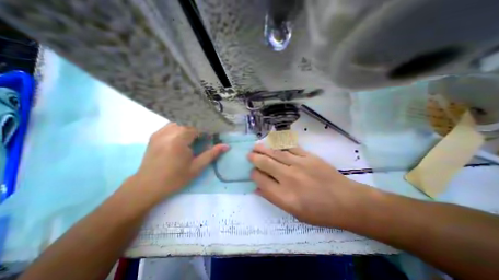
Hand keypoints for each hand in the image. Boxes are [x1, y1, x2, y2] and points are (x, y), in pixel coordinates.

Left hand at [128, 123, 228, 203]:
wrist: (146, 187)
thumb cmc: (174, 179)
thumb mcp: (196, 168)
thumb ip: (212, 154)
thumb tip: (226, 146)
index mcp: (179, 139)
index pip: (197, 125)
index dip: (207, 129)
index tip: (212, 136)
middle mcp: (168, 132)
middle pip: (188, 121)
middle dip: (199, 127)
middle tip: (205, 137)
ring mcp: (159, 132)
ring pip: (180, 121)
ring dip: (190, 127)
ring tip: (195, 137)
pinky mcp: (155, 135)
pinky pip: (172, 125)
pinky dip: (181, 128)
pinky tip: (184, 138)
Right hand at [248, 143, 367, 228]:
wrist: (346, 201)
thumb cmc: (319, 212)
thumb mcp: (294, 213)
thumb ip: (273, 199)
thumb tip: (257, 189)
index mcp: (284, 196)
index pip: (261, 180)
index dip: (254, 174)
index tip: (252, 172)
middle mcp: (289, 178)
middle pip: (266, 163)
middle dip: (255, 158)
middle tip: (249, 154)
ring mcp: (299, 164)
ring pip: (276, 153)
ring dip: (264, 149)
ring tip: (256, 146)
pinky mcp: (308, 156)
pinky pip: (290, 147)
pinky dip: (280, 145)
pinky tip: (273, 142)